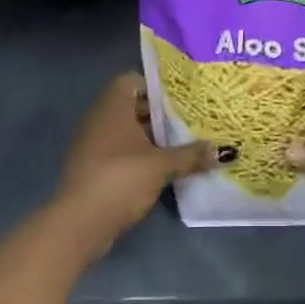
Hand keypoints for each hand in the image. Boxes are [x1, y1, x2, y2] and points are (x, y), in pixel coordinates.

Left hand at [51, 73, 212, 260]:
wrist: (78, 224)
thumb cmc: (120, 179)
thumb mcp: (161, 166)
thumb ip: (192, 155)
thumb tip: (226, 151)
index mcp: (113, 106)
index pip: (134, 79)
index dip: (158, 85)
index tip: (183, 96)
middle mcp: (100, 118)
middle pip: (134, 105)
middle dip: (161, 113)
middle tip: (192, 118)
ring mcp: (94, 143)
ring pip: (128, 130)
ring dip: (153, 137)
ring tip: (185, 142)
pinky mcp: (94, 167)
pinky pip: (121, 150)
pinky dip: (141, 154)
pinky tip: (164, 166)